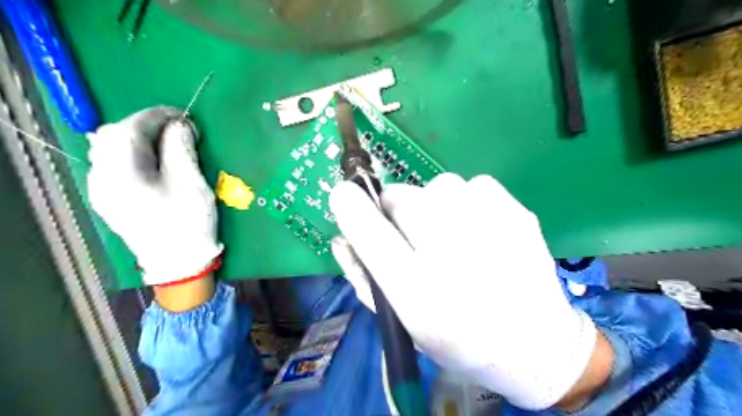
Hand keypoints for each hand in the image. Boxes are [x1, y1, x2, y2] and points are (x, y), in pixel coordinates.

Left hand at [85, 108, 220, 285]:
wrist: (179, 263)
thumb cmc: (189, 224)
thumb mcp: (192, 184)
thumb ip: (182, 149)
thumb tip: (180, 125)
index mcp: (120, 175)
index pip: (129, 129)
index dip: (157, 116)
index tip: (184, 116)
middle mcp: (101, 179)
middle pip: (113, 136)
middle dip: (146, 126)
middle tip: (178, 131)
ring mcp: (102, 190)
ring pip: (110, 149)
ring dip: (139, 139)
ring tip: (168, 144)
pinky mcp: (110, 198)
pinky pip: (114, 164)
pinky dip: (134, 154)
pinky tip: (154, 161)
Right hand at [334, 171, 604, 409]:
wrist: (535, 345)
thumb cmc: (457, 339)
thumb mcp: (401, 321)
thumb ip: (364, 277)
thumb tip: (342, 235)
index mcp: (418, 292)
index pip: (370, 232)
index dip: (351, 208)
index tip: (344, 195)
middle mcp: (453, 255)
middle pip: (402, 196)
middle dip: (398, 211)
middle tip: (416, 236)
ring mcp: (490, 226)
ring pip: (438, 186)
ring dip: (434, 206)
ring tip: (454, 238)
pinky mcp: (516, 210)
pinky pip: (473, 185)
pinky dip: (468, 202)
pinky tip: (482, 231)